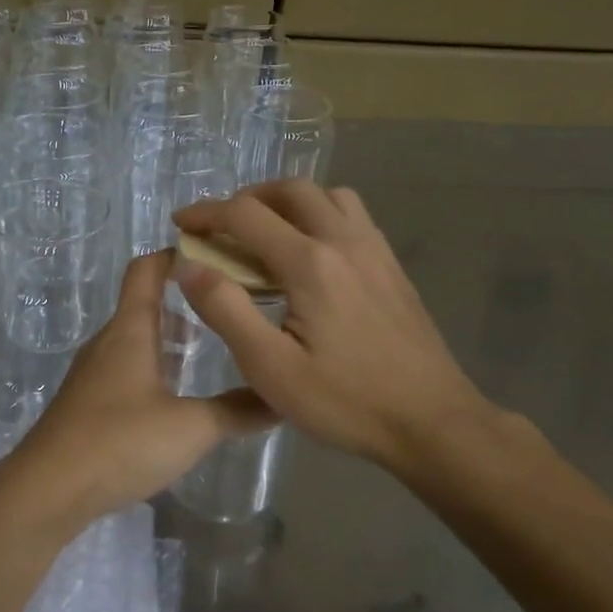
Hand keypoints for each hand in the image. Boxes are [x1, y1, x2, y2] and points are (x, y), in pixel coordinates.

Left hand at [7, 250, 275, 529]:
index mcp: (130, 330)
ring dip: (168, 338)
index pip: (147, 270)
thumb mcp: (192, 427)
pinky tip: (175, 397)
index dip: (175, 254)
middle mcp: (108, 342)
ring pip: (135, 340)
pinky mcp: (87, 403)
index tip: (215, 254)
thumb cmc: (120, 442)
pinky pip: (125, 369)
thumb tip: (283, 397)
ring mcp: (93, 373)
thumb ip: (239, 411)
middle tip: (227, 309)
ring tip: (207, 351)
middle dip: (183, 301)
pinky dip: (153, 367)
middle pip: (144, 304)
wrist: (48, 489)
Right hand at [174, 180, 510, 476]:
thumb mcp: (270, 368)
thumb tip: (188, 265)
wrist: (433, 421)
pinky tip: (310, 254)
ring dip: (288, 201)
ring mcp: (375, 251)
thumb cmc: (346, 402)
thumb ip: (225, 310)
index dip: (205, 214)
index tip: (179, 225)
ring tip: (266, 234)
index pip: (246, 215)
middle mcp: (344, 241)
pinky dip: (319, 215)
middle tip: (221, 227)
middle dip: (246, 198)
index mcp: (310, 263)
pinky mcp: (392, 267)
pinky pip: (352, 216)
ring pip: (327, 196)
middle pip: (290, 190)